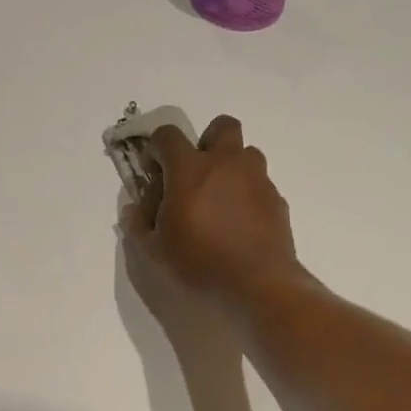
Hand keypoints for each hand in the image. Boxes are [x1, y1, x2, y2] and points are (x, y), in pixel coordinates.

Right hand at [121, 116, 301, 311]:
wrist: (258, 284)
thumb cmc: (200, 264)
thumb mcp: (155, 251)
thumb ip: (139, 224)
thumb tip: (134, 209)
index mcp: (190, 169)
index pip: (167, 135)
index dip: (156, 148)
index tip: (154, 172)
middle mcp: (226, 164)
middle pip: (221, 126)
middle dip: (207, 141)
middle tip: (196, 174)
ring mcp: (257, 179)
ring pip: (246, 154)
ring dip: (232, 167)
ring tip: (221, 201)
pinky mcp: (277, 200)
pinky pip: (260, 185)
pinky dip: (248, 195)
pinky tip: (240, 225)